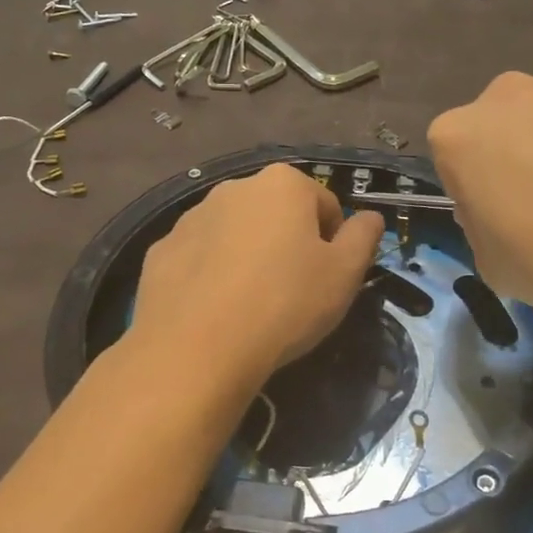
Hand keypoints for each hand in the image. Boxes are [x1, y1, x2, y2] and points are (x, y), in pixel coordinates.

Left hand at [131, 163, 385, 383]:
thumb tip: (371, 217)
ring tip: (251, 305)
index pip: (325, 205)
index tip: (326, 279)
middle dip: (287, 244)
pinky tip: (215, 311)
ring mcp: (191, 217)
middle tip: (292, 292)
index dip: (333, 243)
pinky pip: (200, 257)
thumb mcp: (344, 274)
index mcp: (282, 184)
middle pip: (277, 214)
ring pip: (235, 234)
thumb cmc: (285, 303)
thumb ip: (364, 237)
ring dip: (248, 256)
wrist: (197, 348)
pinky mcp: (161, 249)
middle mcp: (234, 188)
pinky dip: (211, 274)